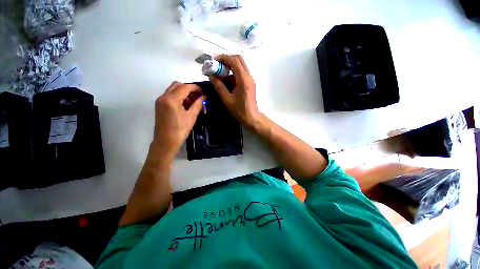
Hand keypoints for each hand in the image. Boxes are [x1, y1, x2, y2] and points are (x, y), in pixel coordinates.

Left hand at [153, 82, 204, 155]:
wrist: (165, 141)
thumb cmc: (180, 130)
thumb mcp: (191, 116)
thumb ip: (198, 104)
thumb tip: (204, 97)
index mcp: (171, 99)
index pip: (185, 87)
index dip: (195, 88)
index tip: (203, 93)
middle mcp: (163, 97)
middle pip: (177, 85)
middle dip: (189, 89)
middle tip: (197, 97)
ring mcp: (160, 101)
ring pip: (173, 90)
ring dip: (183, 92)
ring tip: (192, 102)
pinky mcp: (159, 105)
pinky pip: (170, 96)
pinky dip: (178, 97)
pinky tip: (185, 106)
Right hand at [209, 54, 260, 127]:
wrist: (251, 117)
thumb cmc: (240, 110)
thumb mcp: (227, 99)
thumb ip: (219, 87)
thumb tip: (211, 77)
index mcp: (243, 80)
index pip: (234, 61)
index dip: (223, 58)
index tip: (213, 60)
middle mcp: (248, 77)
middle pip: (239, 60)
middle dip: (227, 60)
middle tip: (217, 65)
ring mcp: (250, 80)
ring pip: (240, 66)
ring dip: (230, 66)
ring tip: (219, 73)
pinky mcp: (250, 83)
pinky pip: (241, 73)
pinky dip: (233, 73)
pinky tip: (226, 80)